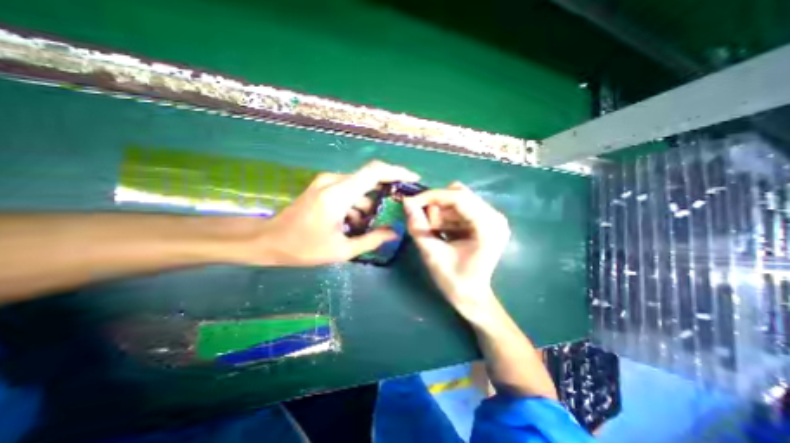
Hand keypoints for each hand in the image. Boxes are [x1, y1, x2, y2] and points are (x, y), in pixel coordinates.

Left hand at [249, 160, 418, 265]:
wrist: (268, 241)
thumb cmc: (303, 248)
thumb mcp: (341, 250)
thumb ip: (371, 240)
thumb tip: (393, 233)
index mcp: (338, 195)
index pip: (374, 172)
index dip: (396, 172)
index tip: (412, 179)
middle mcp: (333, 182)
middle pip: (369, 178)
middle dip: (386, 191)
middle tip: (396, 208)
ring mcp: (326, 183)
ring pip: (359, 187)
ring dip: (369, 203)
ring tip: (371, 225)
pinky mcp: (323, 187)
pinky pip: (349, 191)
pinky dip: (358, 204)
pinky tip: (355, 223)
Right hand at [404, 181, 509, 319]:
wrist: (471, 297)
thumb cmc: (454, 280)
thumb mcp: (432, 254)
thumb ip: (418, 226)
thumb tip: (406, 201)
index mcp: (488, 226)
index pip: (458, 197)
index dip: (432, 196)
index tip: (410, 201)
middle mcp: (495, 217)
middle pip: (459, 195)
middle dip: (436, 206)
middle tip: (424, 223)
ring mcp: (492, 218)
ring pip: (458, 201)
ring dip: (440, 212)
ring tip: (434, 232)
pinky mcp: (485, 221)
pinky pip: (460, 209)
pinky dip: (446, 216)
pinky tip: (442, 231)